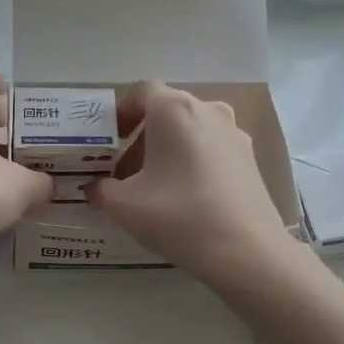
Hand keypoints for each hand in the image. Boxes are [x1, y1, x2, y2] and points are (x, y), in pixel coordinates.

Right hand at [88, 80, 297, 285]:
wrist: (245, 251)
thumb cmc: (178, 216)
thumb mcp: (125, 205)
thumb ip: (102, 190)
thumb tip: (93, 188)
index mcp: (174, 109)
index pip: (141, 91)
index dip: (120, 111)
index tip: (108, 139)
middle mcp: (208, 110)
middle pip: (167, 111)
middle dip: (141, 136)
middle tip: (124, 170)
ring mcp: (234, 133)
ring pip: (191, 131)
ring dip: (167, 150)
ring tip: (153, 187)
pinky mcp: (250, 159)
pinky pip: (211, 149)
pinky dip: (192, 162)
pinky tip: (184, 197)